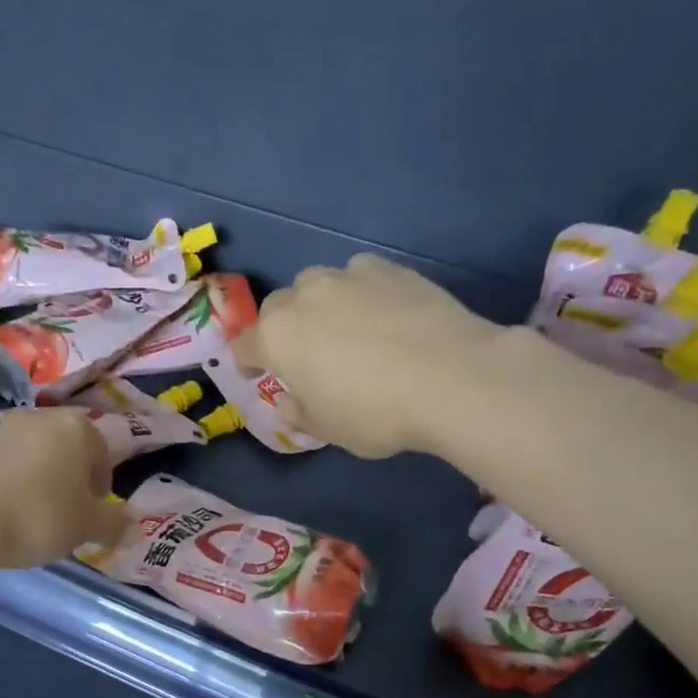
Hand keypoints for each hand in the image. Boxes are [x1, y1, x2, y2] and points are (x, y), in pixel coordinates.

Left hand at [0, 407, 127, 568]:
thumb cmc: (38, 517)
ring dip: (38, 476)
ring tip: (32, 513)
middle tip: (65, 513)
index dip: (101, 487)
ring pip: (32, 453)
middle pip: (66, 448)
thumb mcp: (86, 527)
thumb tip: (134, 528)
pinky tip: (3, 510)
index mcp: (76, 427)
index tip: (92, 514)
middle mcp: (39, 418)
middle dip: (70, 477)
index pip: (102, 454)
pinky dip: (8, 481)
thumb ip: (114, 524)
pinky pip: (1, 463)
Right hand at [230, 253, 499, 458]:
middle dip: (282, 329)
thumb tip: (290, 400)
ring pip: (317, 285)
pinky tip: (381, 314)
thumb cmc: (375, 412)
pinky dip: (359, 292)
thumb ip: (298, 412)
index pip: (244, 346)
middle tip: (304, 355)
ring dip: (318, 305)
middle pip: (277, 308)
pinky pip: (358, 276)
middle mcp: (303, 297)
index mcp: (277, 337)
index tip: (258, 375)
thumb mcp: (327, 429)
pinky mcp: (388, 268)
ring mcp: (347, 276)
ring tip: (344, 330)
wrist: (453, 378)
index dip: (247, 363)